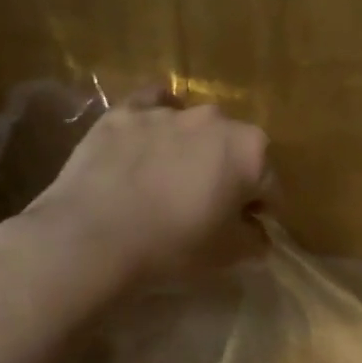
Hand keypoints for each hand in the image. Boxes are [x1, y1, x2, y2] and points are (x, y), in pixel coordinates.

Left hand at [15, 87, 271, 292]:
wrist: (92, 236)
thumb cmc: (172, 247)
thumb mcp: (226, 257)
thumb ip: (254, 241)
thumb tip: (259, 234)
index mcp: (250, 151)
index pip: (269, 185)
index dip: (260, 211)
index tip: (244, 231)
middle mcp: (214, 120)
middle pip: (232, 150)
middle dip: (226, 174)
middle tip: (205, 207)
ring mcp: (167, 111)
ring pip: (192, 130)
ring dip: (190, 151)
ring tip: (167, 183)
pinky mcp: (124, 112)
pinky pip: (150, 105)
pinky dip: (155, 119)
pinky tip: (146, 138)